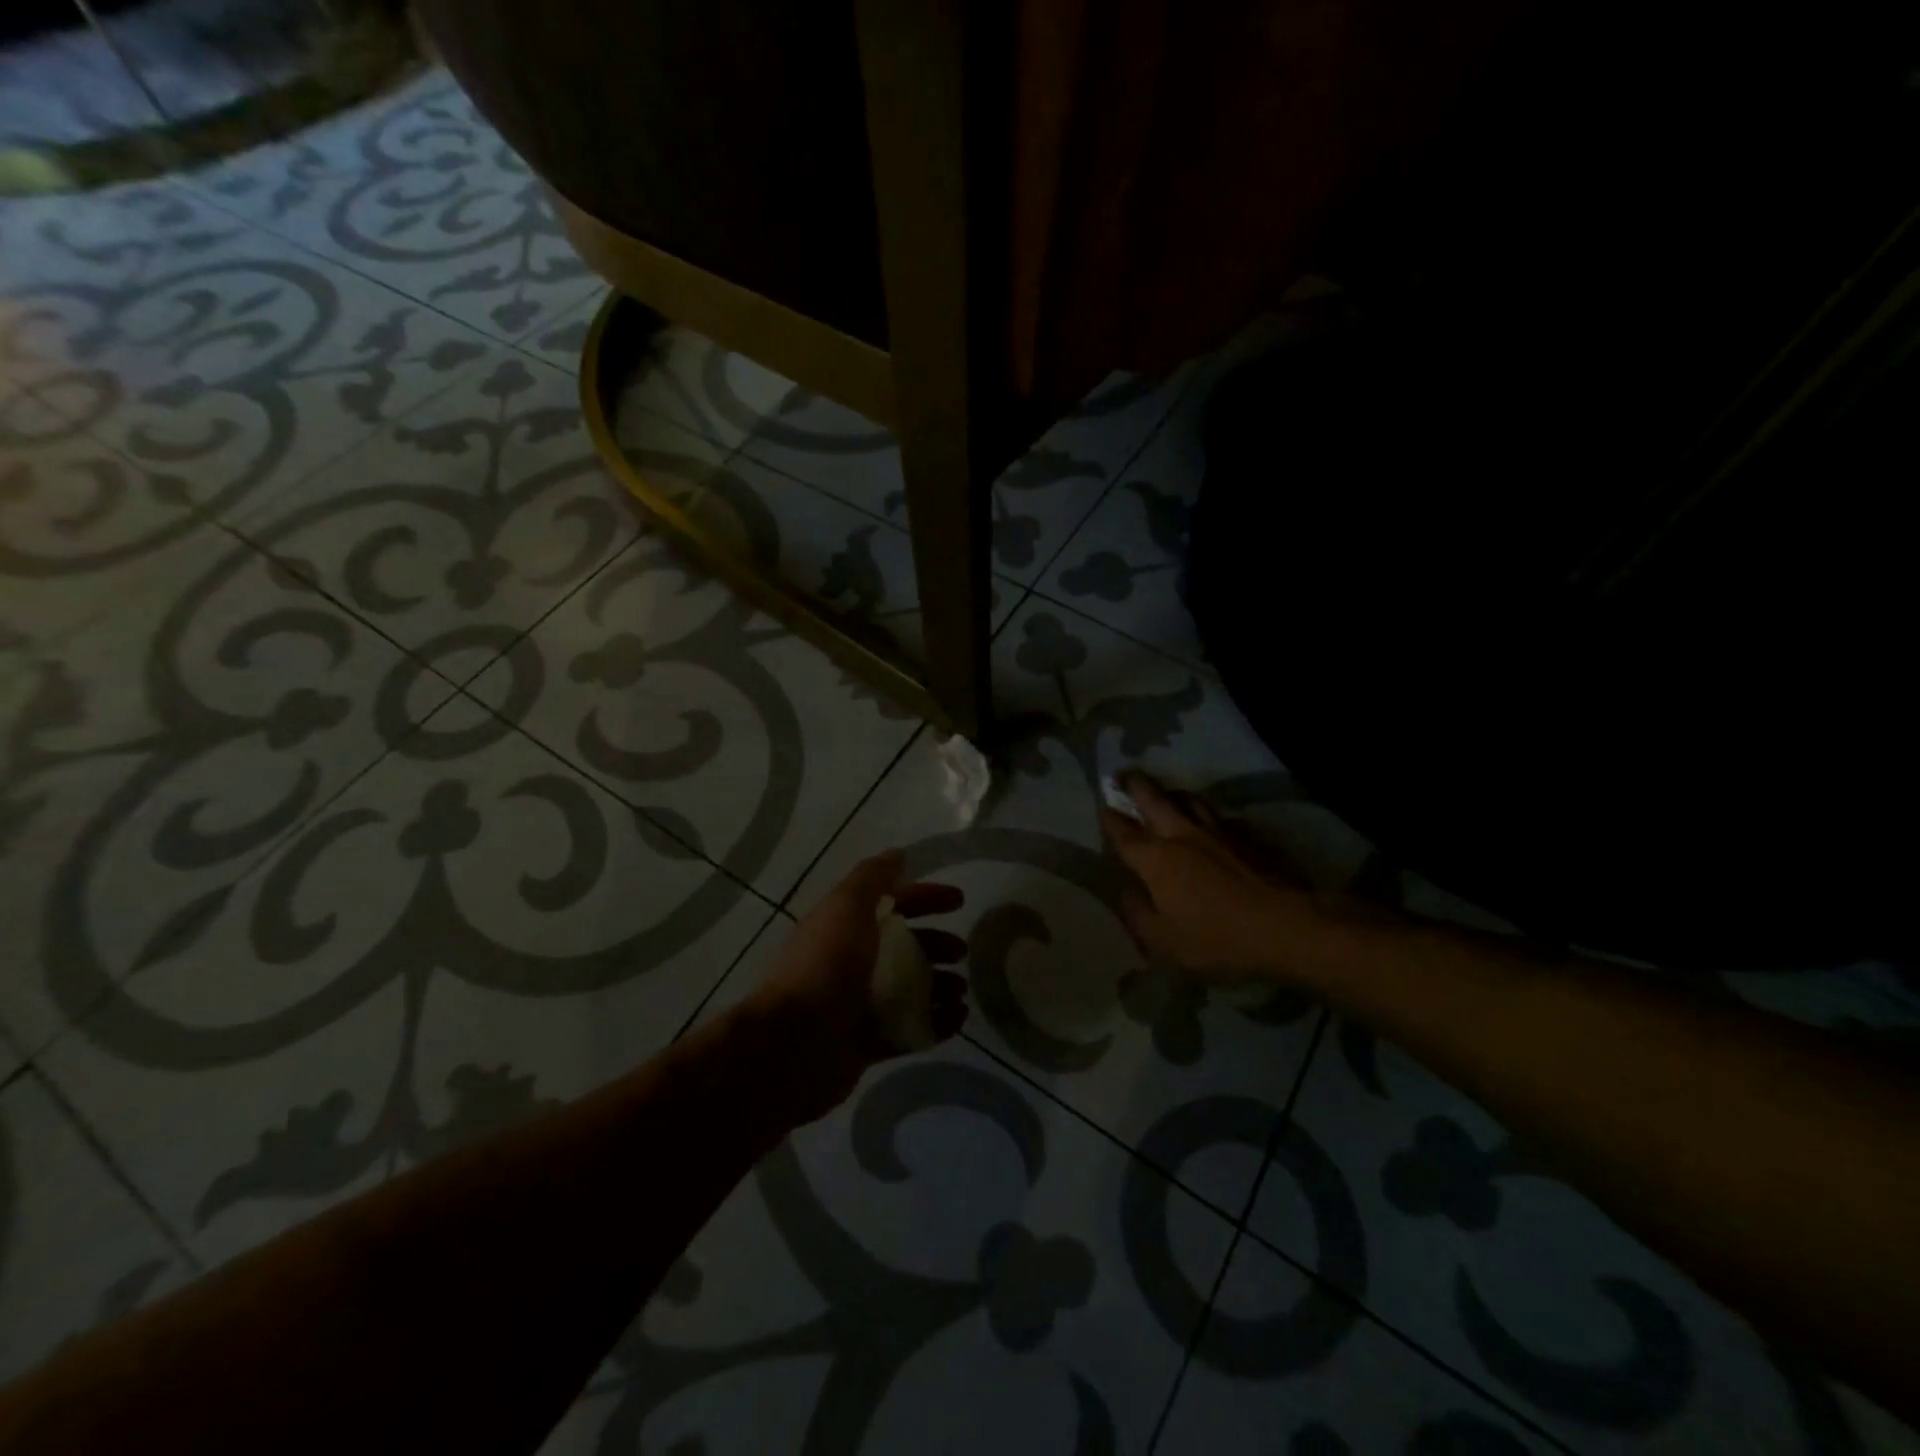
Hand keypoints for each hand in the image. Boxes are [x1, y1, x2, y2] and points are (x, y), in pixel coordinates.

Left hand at [736, 850, 968, 1124]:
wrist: (790, 1044)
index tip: (960, 901)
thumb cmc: (824, 967)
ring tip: (961, 991)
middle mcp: (852, 962)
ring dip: (940, 985)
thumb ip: (872, 878)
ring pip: (911, 989)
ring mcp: (860, 1005)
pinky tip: (958, 1019)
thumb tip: (898, 853)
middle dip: (936, 945)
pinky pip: (911, 1029)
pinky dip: (937, 1023)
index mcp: (846, 926)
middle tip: (961, 952)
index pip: (893, 903)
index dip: (925, 897)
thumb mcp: (847, 908)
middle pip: (905, 947)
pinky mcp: (868, 1043)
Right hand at [1102, 771, 1323, 982]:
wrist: (1287, 925)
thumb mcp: (1164, 942)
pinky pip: (1222, 816)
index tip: (1102, 806)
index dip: (1109, 818)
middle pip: (1153, 799)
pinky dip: (1209, 814)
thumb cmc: (1218, 938)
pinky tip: (1213, 821)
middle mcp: (1182, 835)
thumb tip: (1125, 892)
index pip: (1123, 832)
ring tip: (1167, 791)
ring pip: (1190, 799)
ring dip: (1173, 792)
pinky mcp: (1249, 835)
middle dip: (1135, 786)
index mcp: (1156, 860)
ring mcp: (1218, 831)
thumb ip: (1137, 914)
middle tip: (1125, 775)